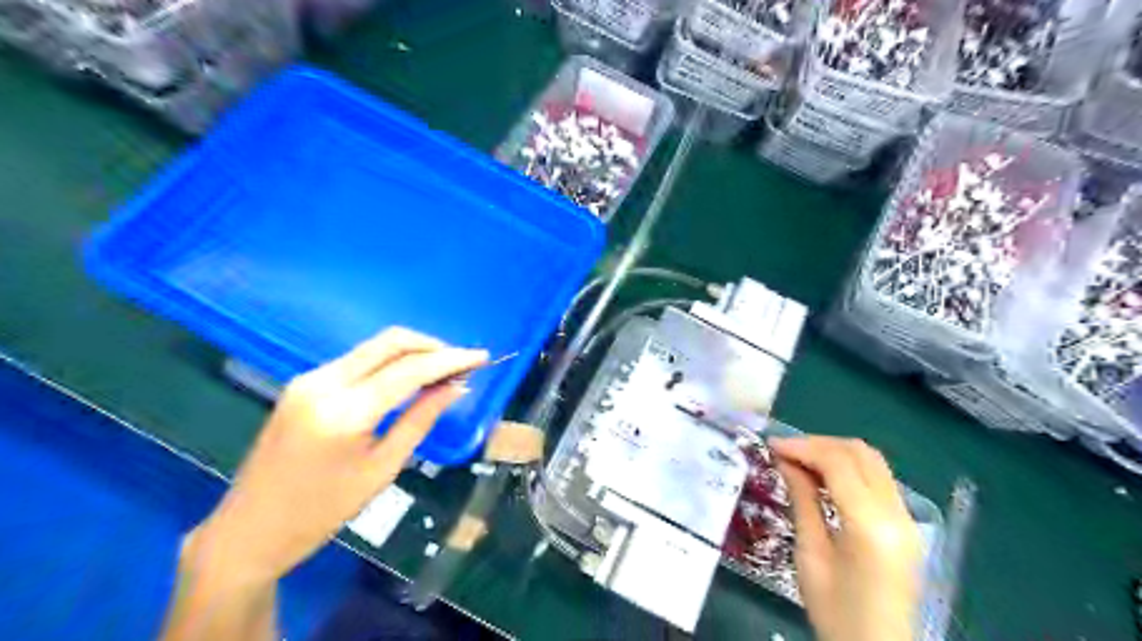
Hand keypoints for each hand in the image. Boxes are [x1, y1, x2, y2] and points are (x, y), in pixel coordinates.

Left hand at [191, 327, 486, 588]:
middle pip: (390, 342)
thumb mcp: (382, 469)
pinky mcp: (304, 383)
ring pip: (373, 347)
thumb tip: (455, 387)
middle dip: (432, 346)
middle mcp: (323, 383)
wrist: (250, 529)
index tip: (481, 357)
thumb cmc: (323, 511)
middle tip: (463, 362)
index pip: (409, 370)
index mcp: (344, 412)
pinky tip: (407, 377)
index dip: (450, 360)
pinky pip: (357, 360)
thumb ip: (420, 419)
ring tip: (443, 369)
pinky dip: (389, 361)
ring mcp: (309, 379)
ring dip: (412, 351)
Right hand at [767, 436, 915, 640]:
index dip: (802, 447)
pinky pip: (877, 479)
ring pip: (872, 461)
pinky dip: (848, 468)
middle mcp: (897, 514)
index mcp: (871, 525)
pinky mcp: (905, 525)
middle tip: (784, 451)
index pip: (838, 463)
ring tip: (799, 460)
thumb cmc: (836, 612)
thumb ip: (803, 501)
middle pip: (860, 453)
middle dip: (818, 444)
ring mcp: (907, 519)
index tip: (772, 445)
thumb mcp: (810, 555)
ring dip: (834, 452)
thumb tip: (786, 461)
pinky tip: (823, 477)